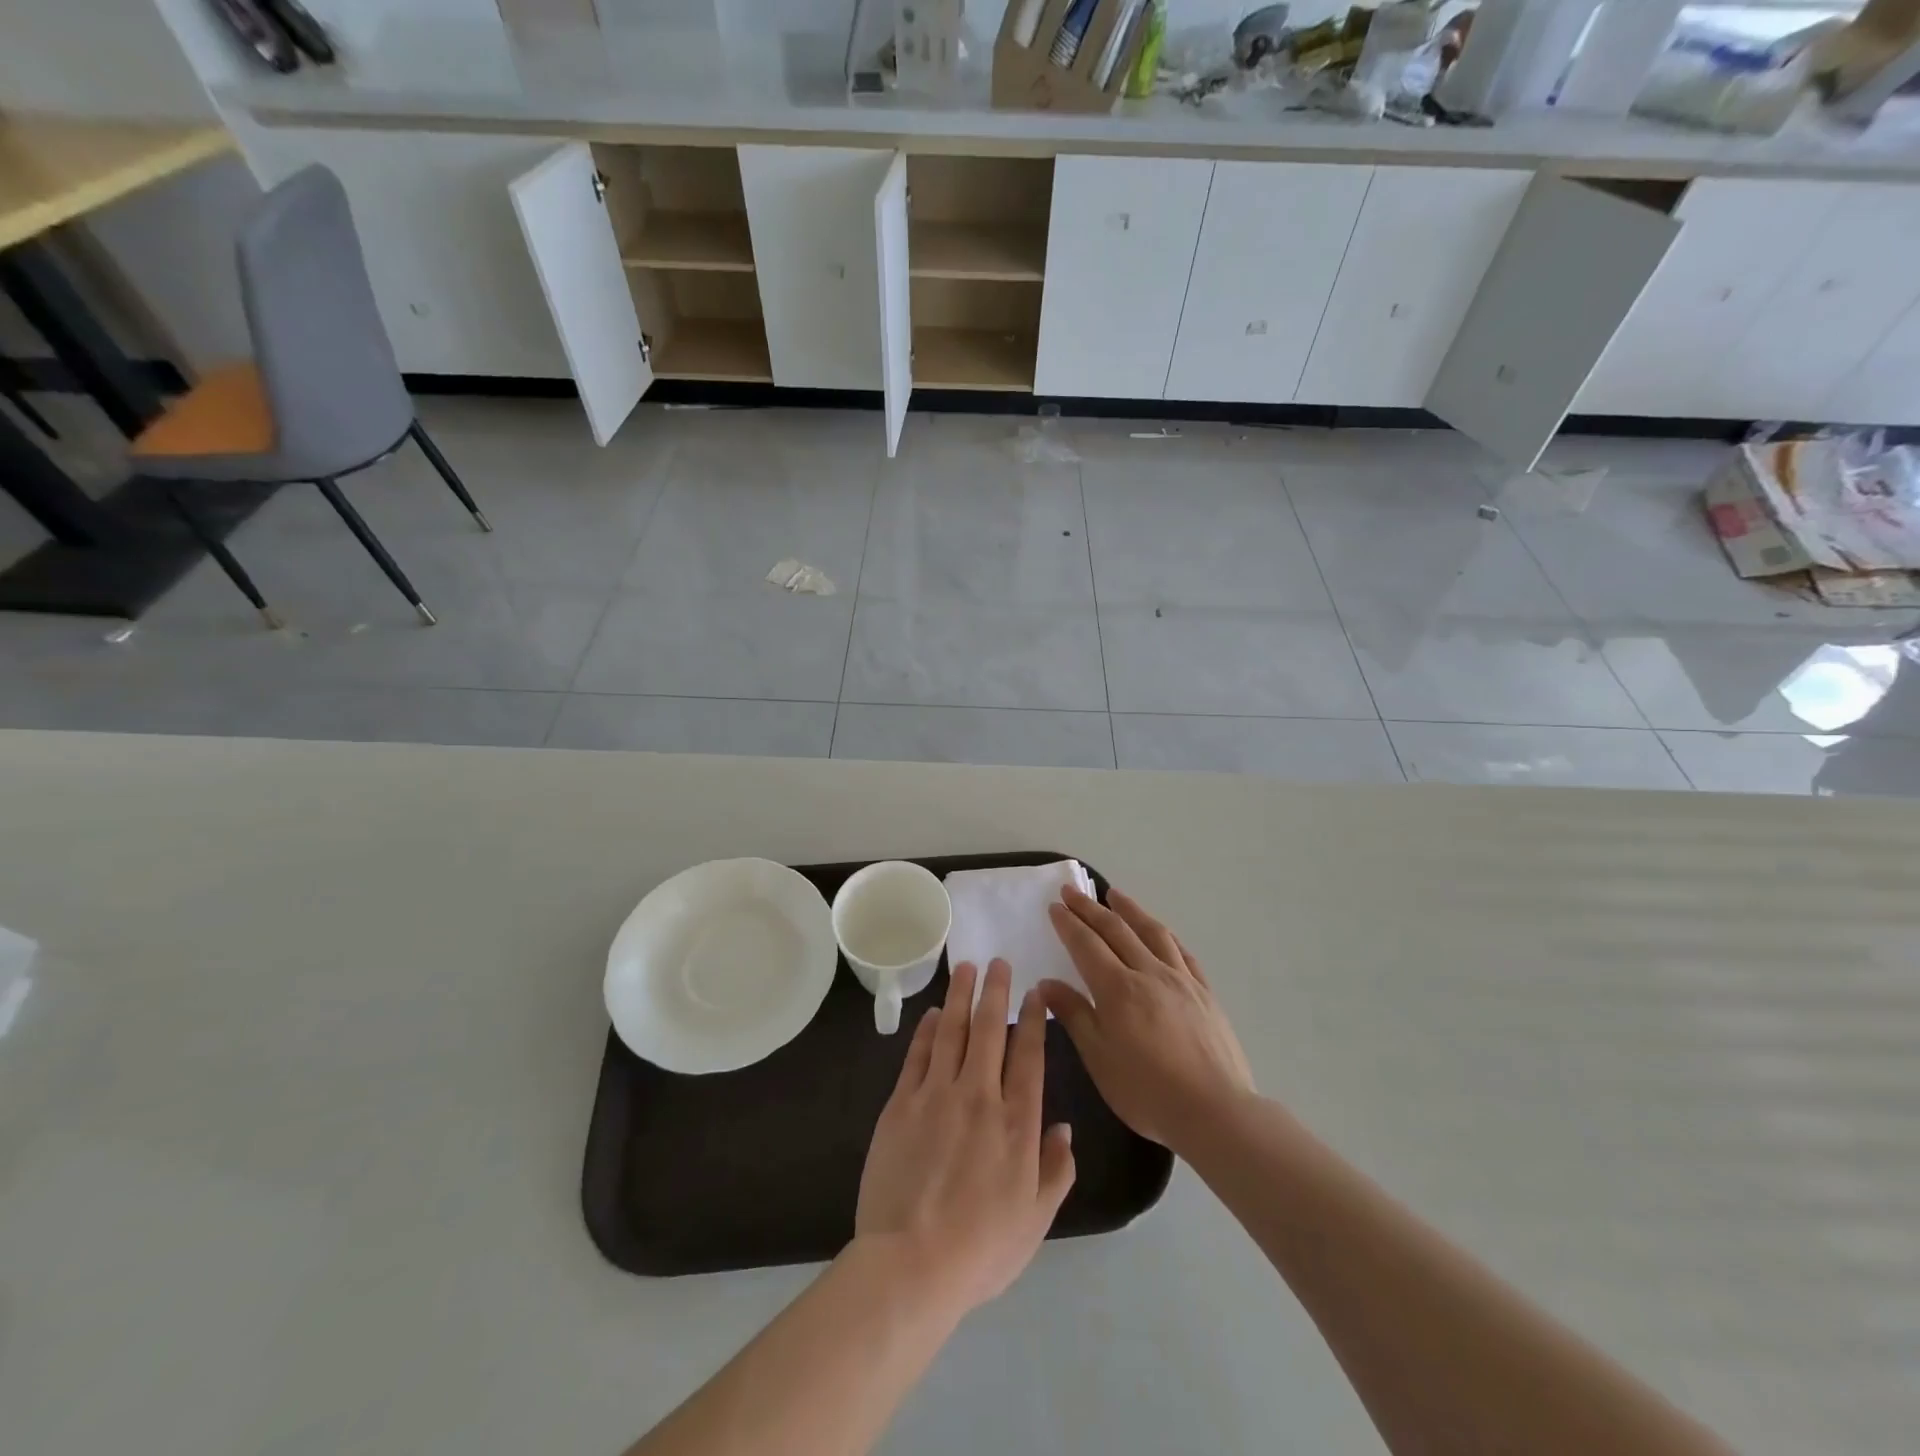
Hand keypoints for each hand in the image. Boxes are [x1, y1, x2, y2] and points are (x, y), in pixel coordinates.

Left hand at [854, 959, 1076, 1319]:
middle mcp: (979, 1095)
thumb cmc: (981, 1248)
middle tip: (998, 962)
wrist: (911, 1263)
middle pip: (989, 1029)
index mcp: (1017, 1121)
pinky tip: (931, 1015)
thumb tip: (1065, 1127)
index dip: (1033, 1019)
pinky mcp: (901, 1103)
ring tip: (964, 968)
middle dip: (995, 991)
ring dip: (959, 996)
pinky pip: (917, 1055)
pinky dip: (926, 1031)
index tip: (1035, 993)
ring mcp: (936, 1094)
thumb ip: (1056, 1169)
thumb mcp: (1036, 1219)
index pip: (1029, 1054)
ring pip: (951, 1031)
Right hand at [1041, 886, 1253, 1154]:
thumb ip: (1073, 1015)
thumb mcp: (1099, 1058)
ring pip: (1151, 931)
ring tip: (1114, 895)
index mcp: (1117, 988)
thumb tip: (1047, 982)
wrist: (1216, 1111)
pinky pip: (1181, 951)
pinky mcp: (1204, 992)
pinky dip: (1164, 934)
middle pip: (1116, 930)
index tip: (1055, 905)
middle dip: (1090, 908)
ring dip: (1129, 909)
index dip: (1069, 923)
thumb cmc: (1147, 1091)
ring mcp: (1180, 979)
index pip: (1086, 944)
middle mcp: (1148, 972)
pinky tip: (1159, 931)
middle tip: (1072, 891)